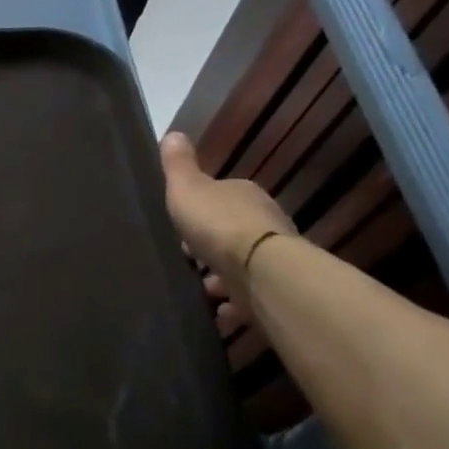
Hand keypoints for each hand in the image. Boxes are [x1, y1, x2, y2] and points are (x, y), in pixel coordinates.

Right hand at [159, 132, 294, 327]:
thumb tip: (173, 133)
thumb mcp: (187, 188)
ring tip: (202, 294)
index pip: (221, 198)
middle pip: (232, 233)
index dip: (199, 212)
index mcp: (244, 195)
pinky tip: (219, 316)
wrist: (261, 270)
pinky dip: (235, 307)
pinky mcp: (275, 289)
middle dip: (210, 248)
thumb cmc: (218, 223)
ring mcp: (274, 258)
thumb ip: (178, 165)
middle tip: (188, 263)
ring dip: (222, 280)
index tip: (181, 229)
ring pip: (242, 267)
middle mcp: (265, 222)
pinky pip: (250, 298)